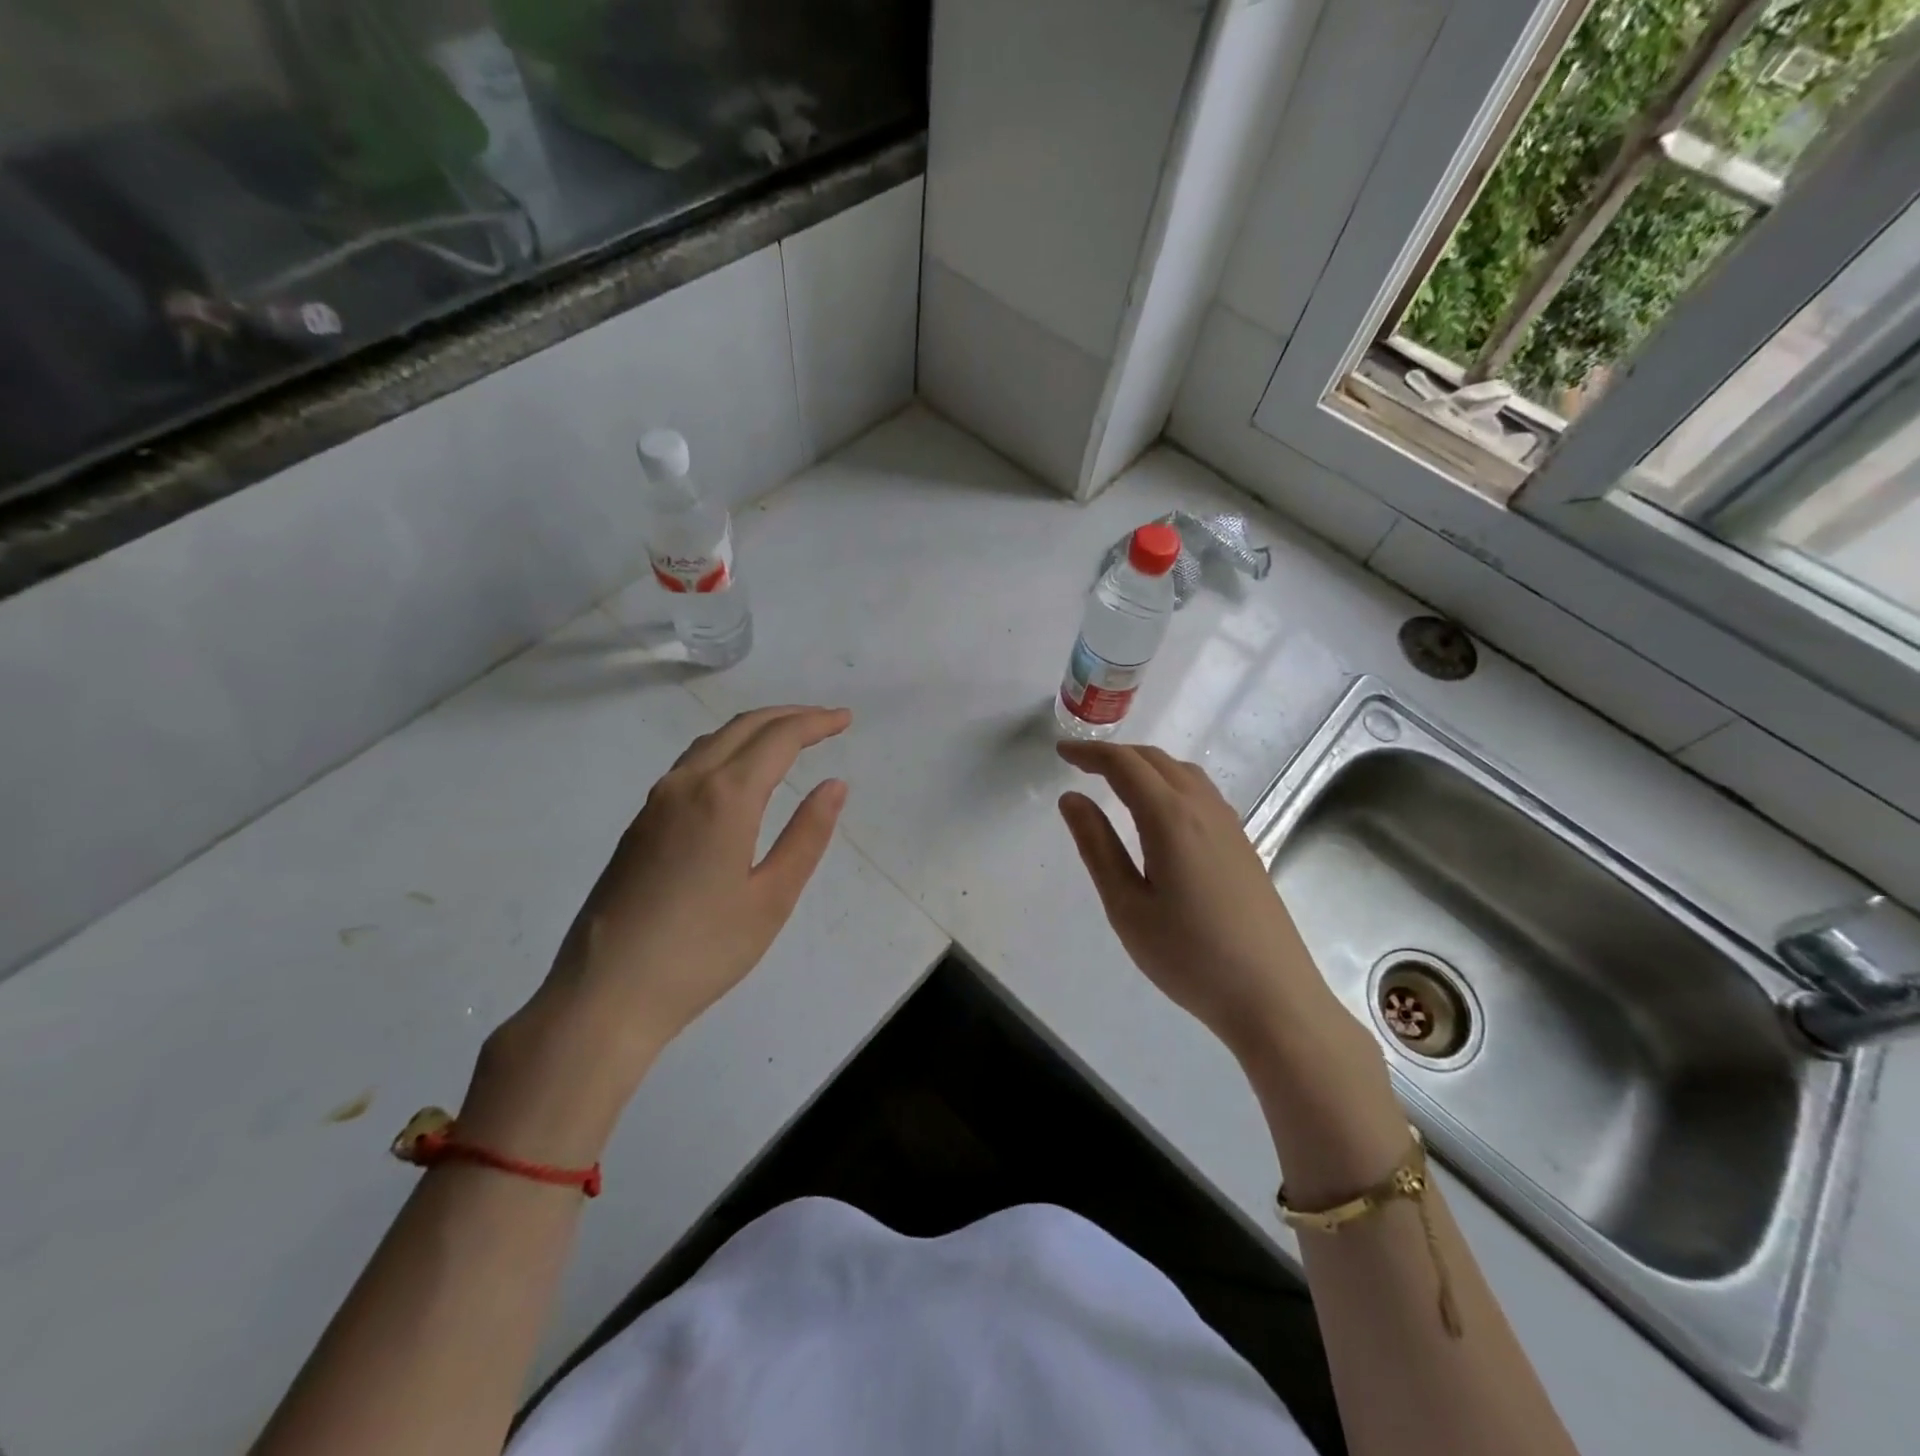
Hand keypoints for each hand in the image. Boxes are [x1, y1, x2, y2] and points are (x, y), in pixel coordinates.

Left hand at [467, 707, 850, 1158]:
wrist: (606, 994)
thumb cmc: (703, 951)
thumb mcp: (772, 898)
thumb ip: (807, 835)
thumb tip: (834, 785)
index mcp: (725, 798)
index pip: (778, 738)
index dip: (815, 723)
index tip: (845, 719)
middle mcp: (686, 785)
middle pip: (742, 727)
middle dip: (788, 716)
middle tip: (826, 721)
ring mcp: (656, 803)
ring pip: (711, 742)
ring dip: (754, 730)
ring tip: (789, 739)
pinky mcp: (640, 825)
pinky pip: (690, 765)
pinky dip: (726, 750)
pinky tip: (738, 776)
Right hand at [1055, 741, 1354, 1065]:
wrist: (1272, 996)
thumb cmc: (1188, 956)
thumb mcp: (1127, 905)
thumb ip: (1097, 846)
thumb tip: (1072, 798)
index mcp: (1170, 818)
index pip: (1125, 765)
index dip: (1090, 753)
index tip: (1061, 752)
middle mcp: (1203, 809)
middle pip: (1155, 760)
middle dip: (1115, 755)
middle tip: (1081, 765)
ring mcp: (1230, 825)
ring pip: (1183, 772)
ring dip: (1145, 765)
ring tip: (1117, 782)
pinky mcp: (1243, 844)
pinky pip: (1201, 792)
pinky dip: (1170, 782)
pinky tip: (1160, 812)